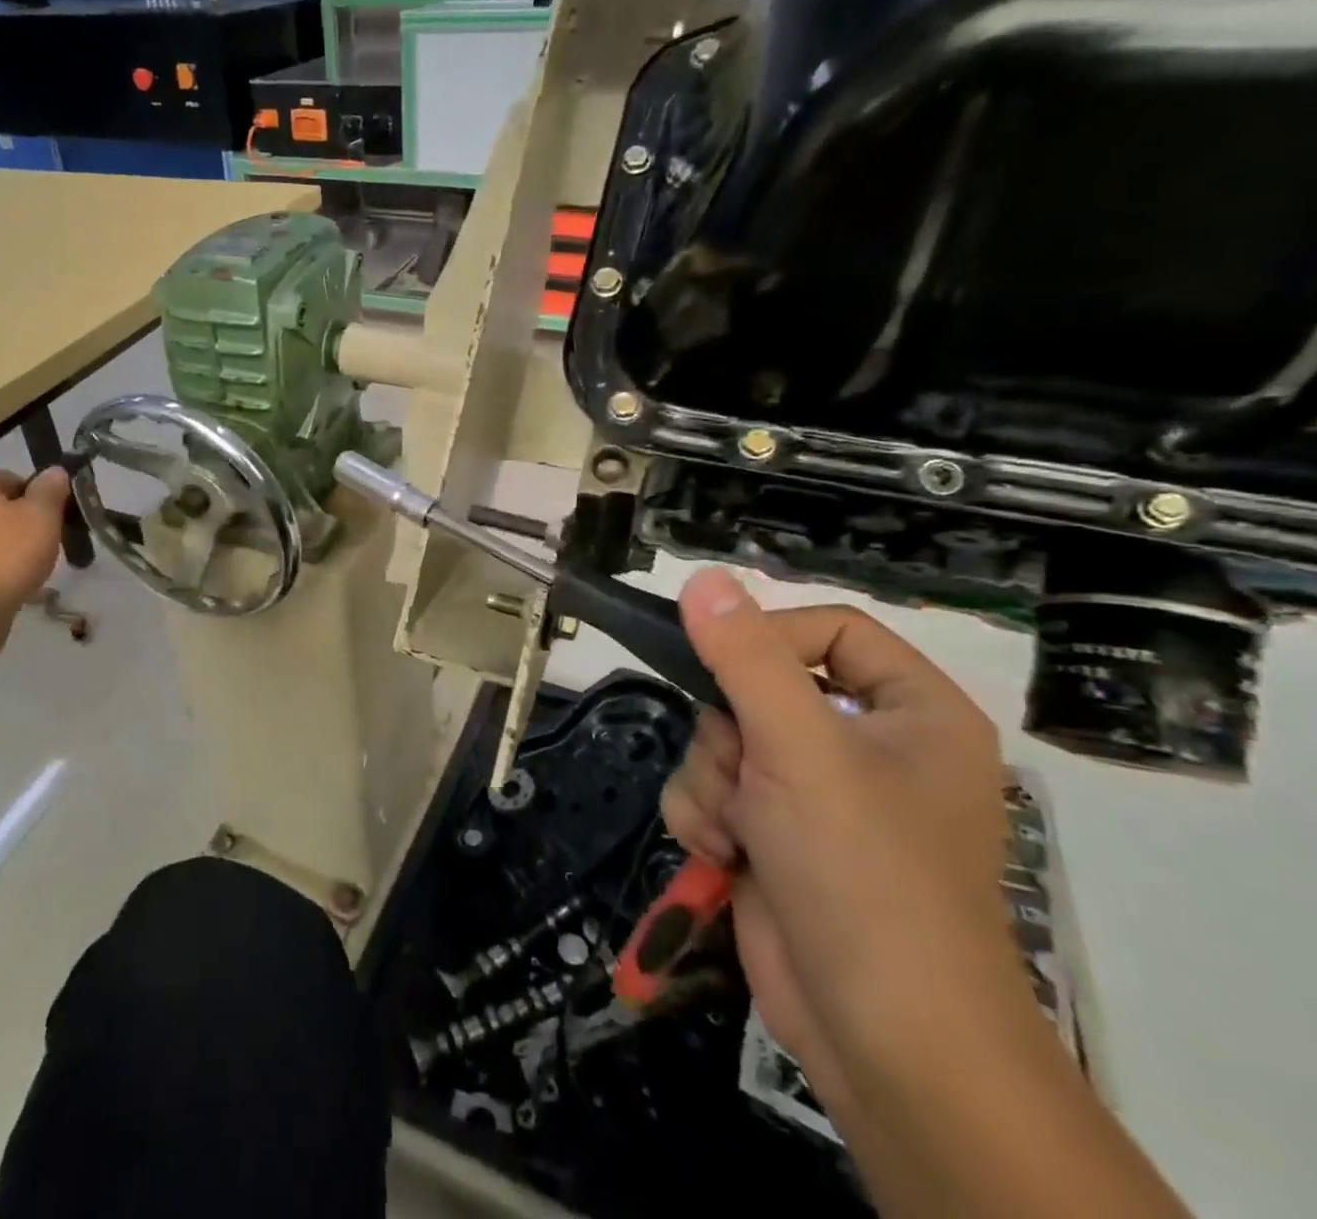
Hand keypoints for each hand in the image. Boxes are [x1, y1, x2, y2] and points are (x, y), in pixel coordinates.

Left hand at [0, 468, 71, 651]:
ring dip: (9, 547)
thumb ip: (51, 490)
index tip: (55, 522)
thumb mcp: (43, 517)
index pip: (14, 479)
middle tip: (46, 546)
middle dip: (24, 524)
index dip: (40, 499)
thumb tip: (55, 471)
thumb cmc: (6, 556)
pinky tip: (8, 584)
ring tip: (29, 570)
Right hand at [660, 568, 1019, 1097]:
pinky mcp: (777, 835)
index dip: (769, 637)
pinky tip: (723, 855)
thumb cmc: (862, 871)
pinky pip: (715, 788)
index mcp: (912, 712)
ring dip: (712, 781)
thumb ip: (744, 656)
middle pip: (759, 687)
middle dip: (729, 734)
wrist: (882, 1038)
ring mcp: (818, 795)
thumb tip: (702, 578)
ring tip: (735, 831)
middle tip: (742, 771)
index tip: (718, 662)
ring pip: (724, 741)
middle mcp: (868, 746)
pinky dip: (707, 816)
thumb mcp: (798, 747)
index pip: (829, 629)